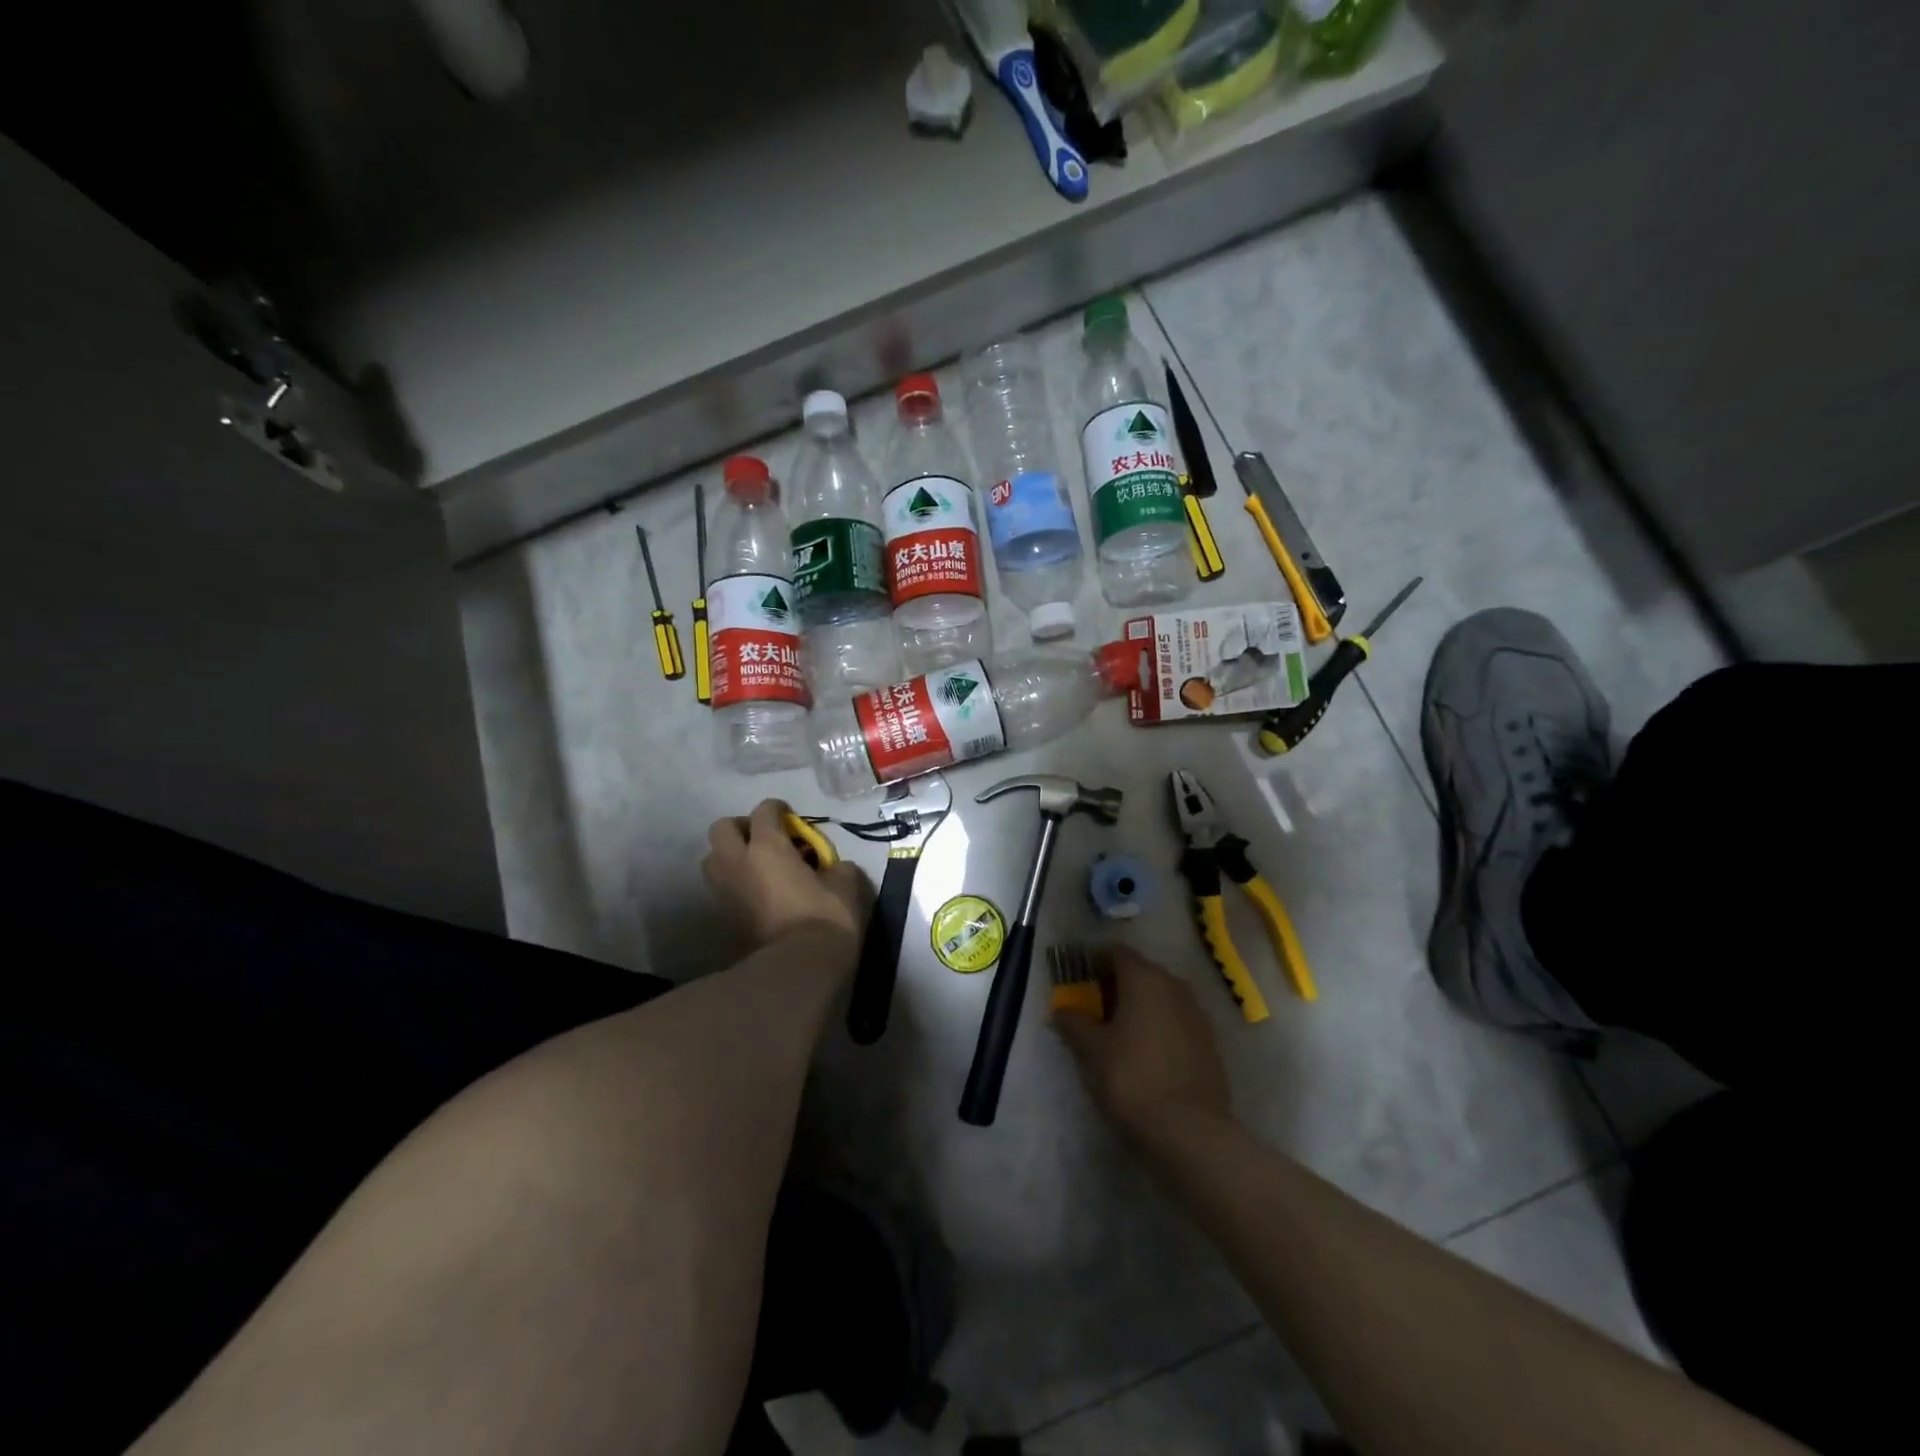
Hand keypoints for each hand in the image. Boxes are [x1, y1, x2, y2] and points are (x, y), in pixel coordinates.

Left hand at [702, 800, 870, 950]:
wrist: (798, 967)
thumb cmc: (825, 917)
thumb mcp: (846, 883)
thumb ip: (835, 865)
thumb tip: (831, 867)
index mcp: (768, 846)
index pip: (764, 810)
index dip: (779, 809)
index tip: (792, 818)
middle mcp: (738, 862)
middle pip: (722, 828)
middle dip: (742, 827)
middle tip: (766, 839)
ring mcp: (725, 890)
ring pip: (713, 858)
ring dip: (730, 855)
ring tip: (756, 866)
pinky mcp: (722, 916)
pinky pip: (721, 887)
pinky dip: (734, 883)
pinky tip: (757, 892)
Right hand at [1052, 945, 1230, 1136]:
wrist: (1190, 1130)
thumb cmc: (1132, 1077)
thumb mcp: (1091, 1051)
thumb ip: (1073, 1023)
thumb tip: (1061, 1010)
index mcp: (1144, 978)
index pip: (1115, 953)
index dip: (1094, 961)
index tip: (1078, 980)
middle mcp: (1173, 985)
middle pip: (1140, 972)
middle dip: (1117, 984)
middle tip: (1094, 1007)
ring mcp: (1196, 1013)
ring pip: (1161, 996)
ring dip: (1140, 1005)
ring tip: (1118, 1031)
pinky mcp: (1209, 1041)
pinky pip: (1176, 1020)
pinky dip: (1159, 1025)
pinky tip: (1145, 1051)